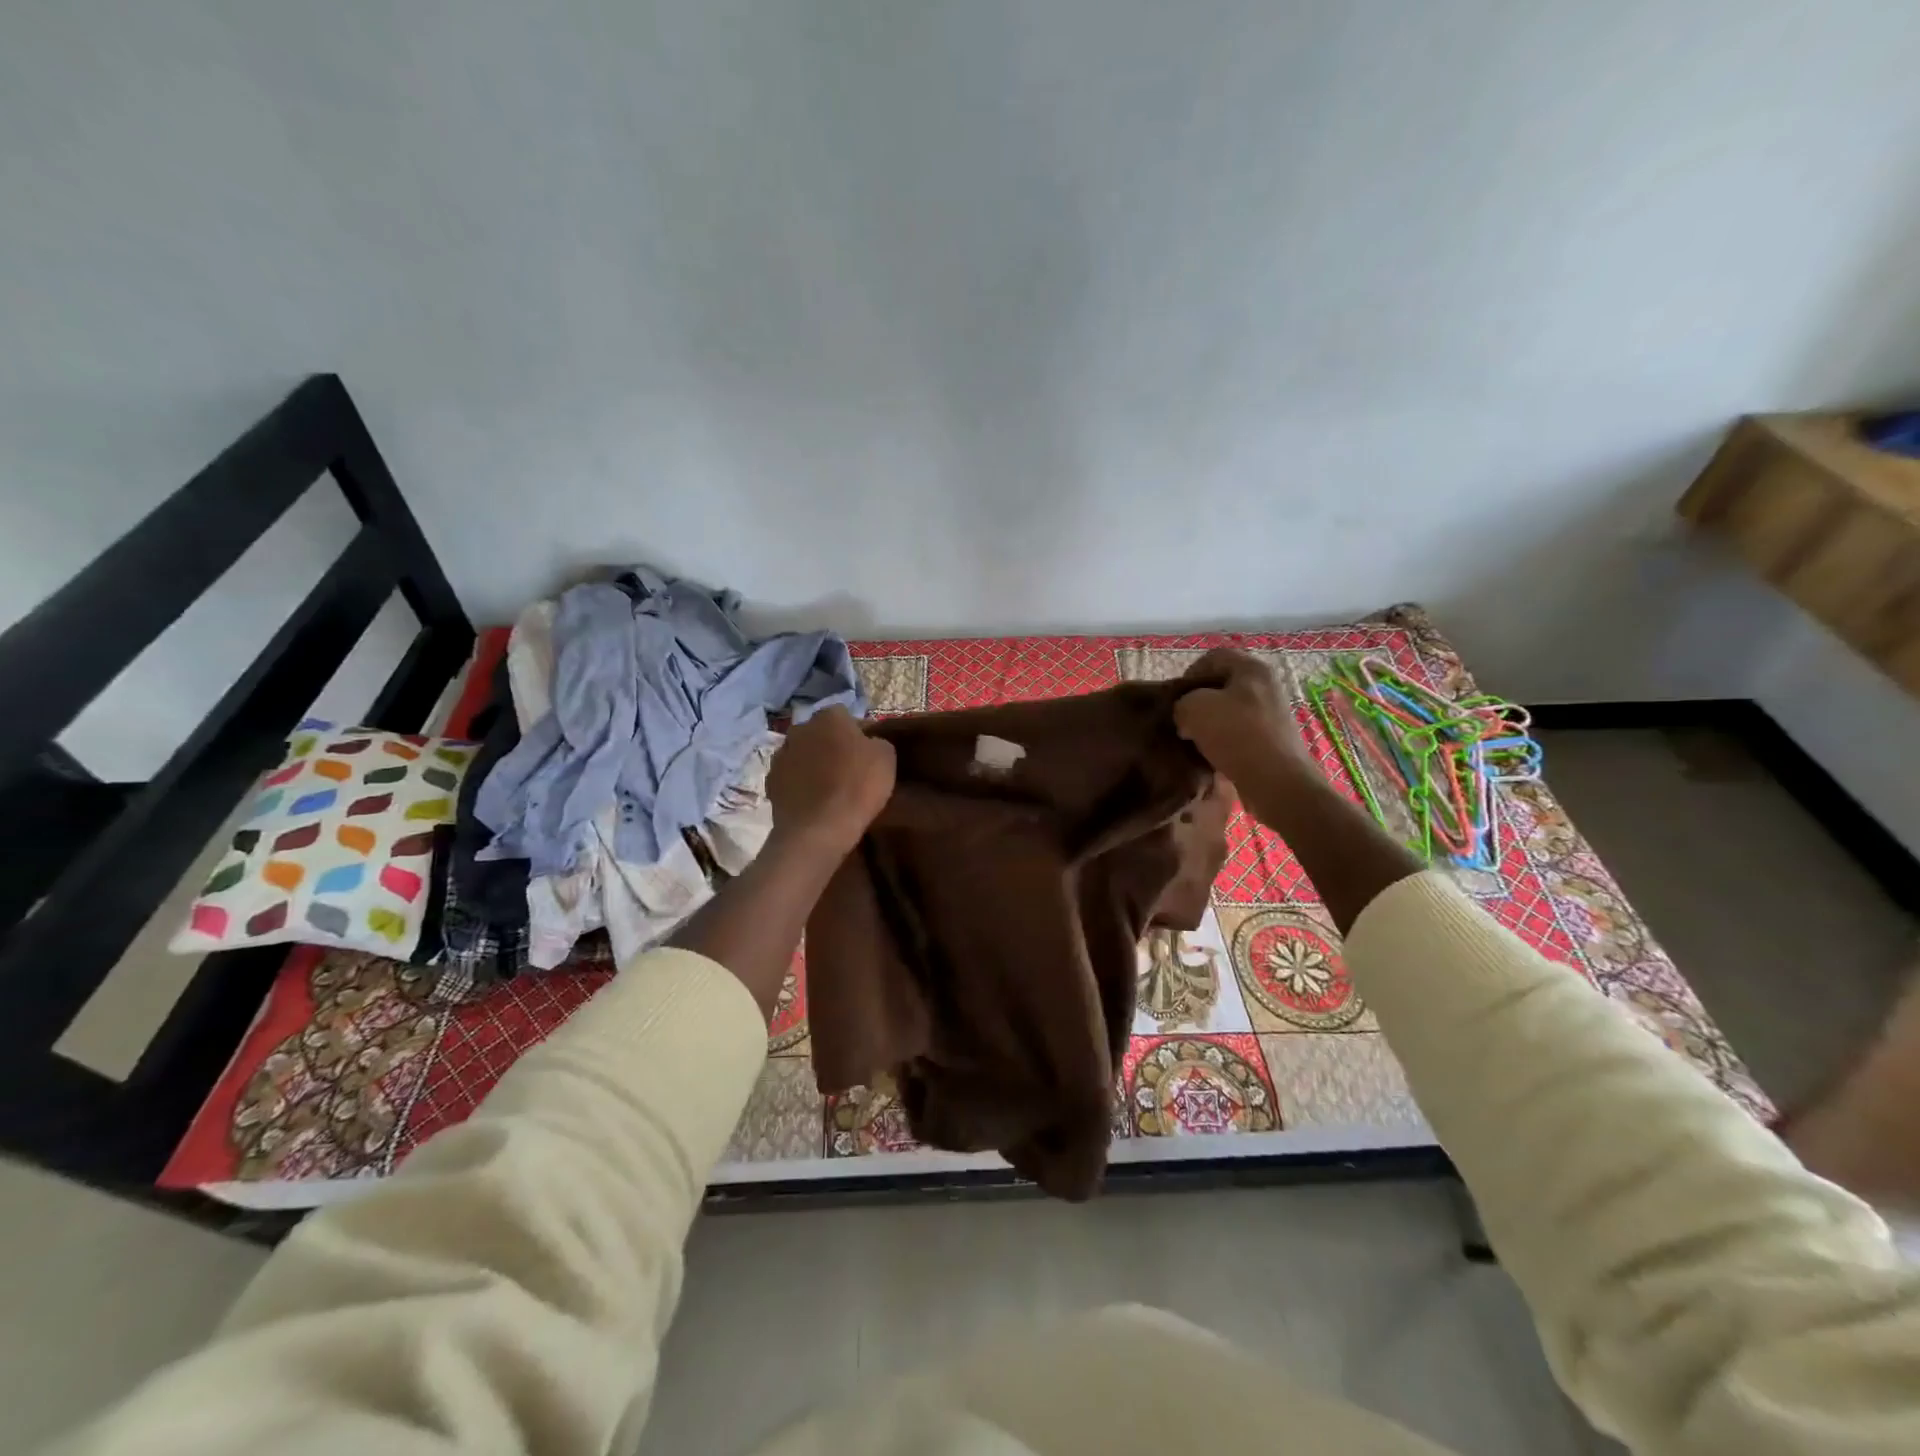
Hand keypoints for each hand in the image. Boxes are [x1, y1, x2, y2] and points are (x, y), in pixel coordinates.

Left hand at [767, 706, 896, 854]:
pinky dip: (799, 784)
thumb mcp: (886, 757)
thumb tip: (868, 742)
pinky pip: (790, 777)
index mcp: (829, 717)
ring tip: (828, 787)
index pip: (845, 716)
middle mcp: (800, 728)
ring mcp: (781, 755)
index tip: (867, 753)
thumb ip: (876, 741)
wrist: (818, 828)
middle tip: (847, 768)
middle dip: (831, 745)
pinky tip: (812, 801)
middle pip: (819, 733)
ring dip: (812, 764)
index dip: (857, 733)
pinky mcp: (770, 782)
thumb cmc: (857, 786)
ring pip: (802, 754)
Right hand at [1173, 648, 1299, 781]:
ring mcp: (1273, 714)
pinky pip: (1240, 733)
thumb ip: (1181, 702)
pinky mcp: (1274, 740)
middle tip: (1182, 721)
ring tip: (1193, 742)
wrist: (1276, 781)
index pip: (1212, 657)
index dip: (1188, 674)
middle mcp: (1267, 686)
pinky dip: (1224, 742)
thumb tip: (1186, 714)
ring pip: (1230, 711)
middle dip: (1198, 702)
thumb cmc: (1235, 734)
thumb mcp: (1193, 708)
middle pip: (1222, 685)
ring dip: (1210, 724)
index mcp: (1252, 668)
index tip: (1176, 698)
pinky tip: (1212, 756)